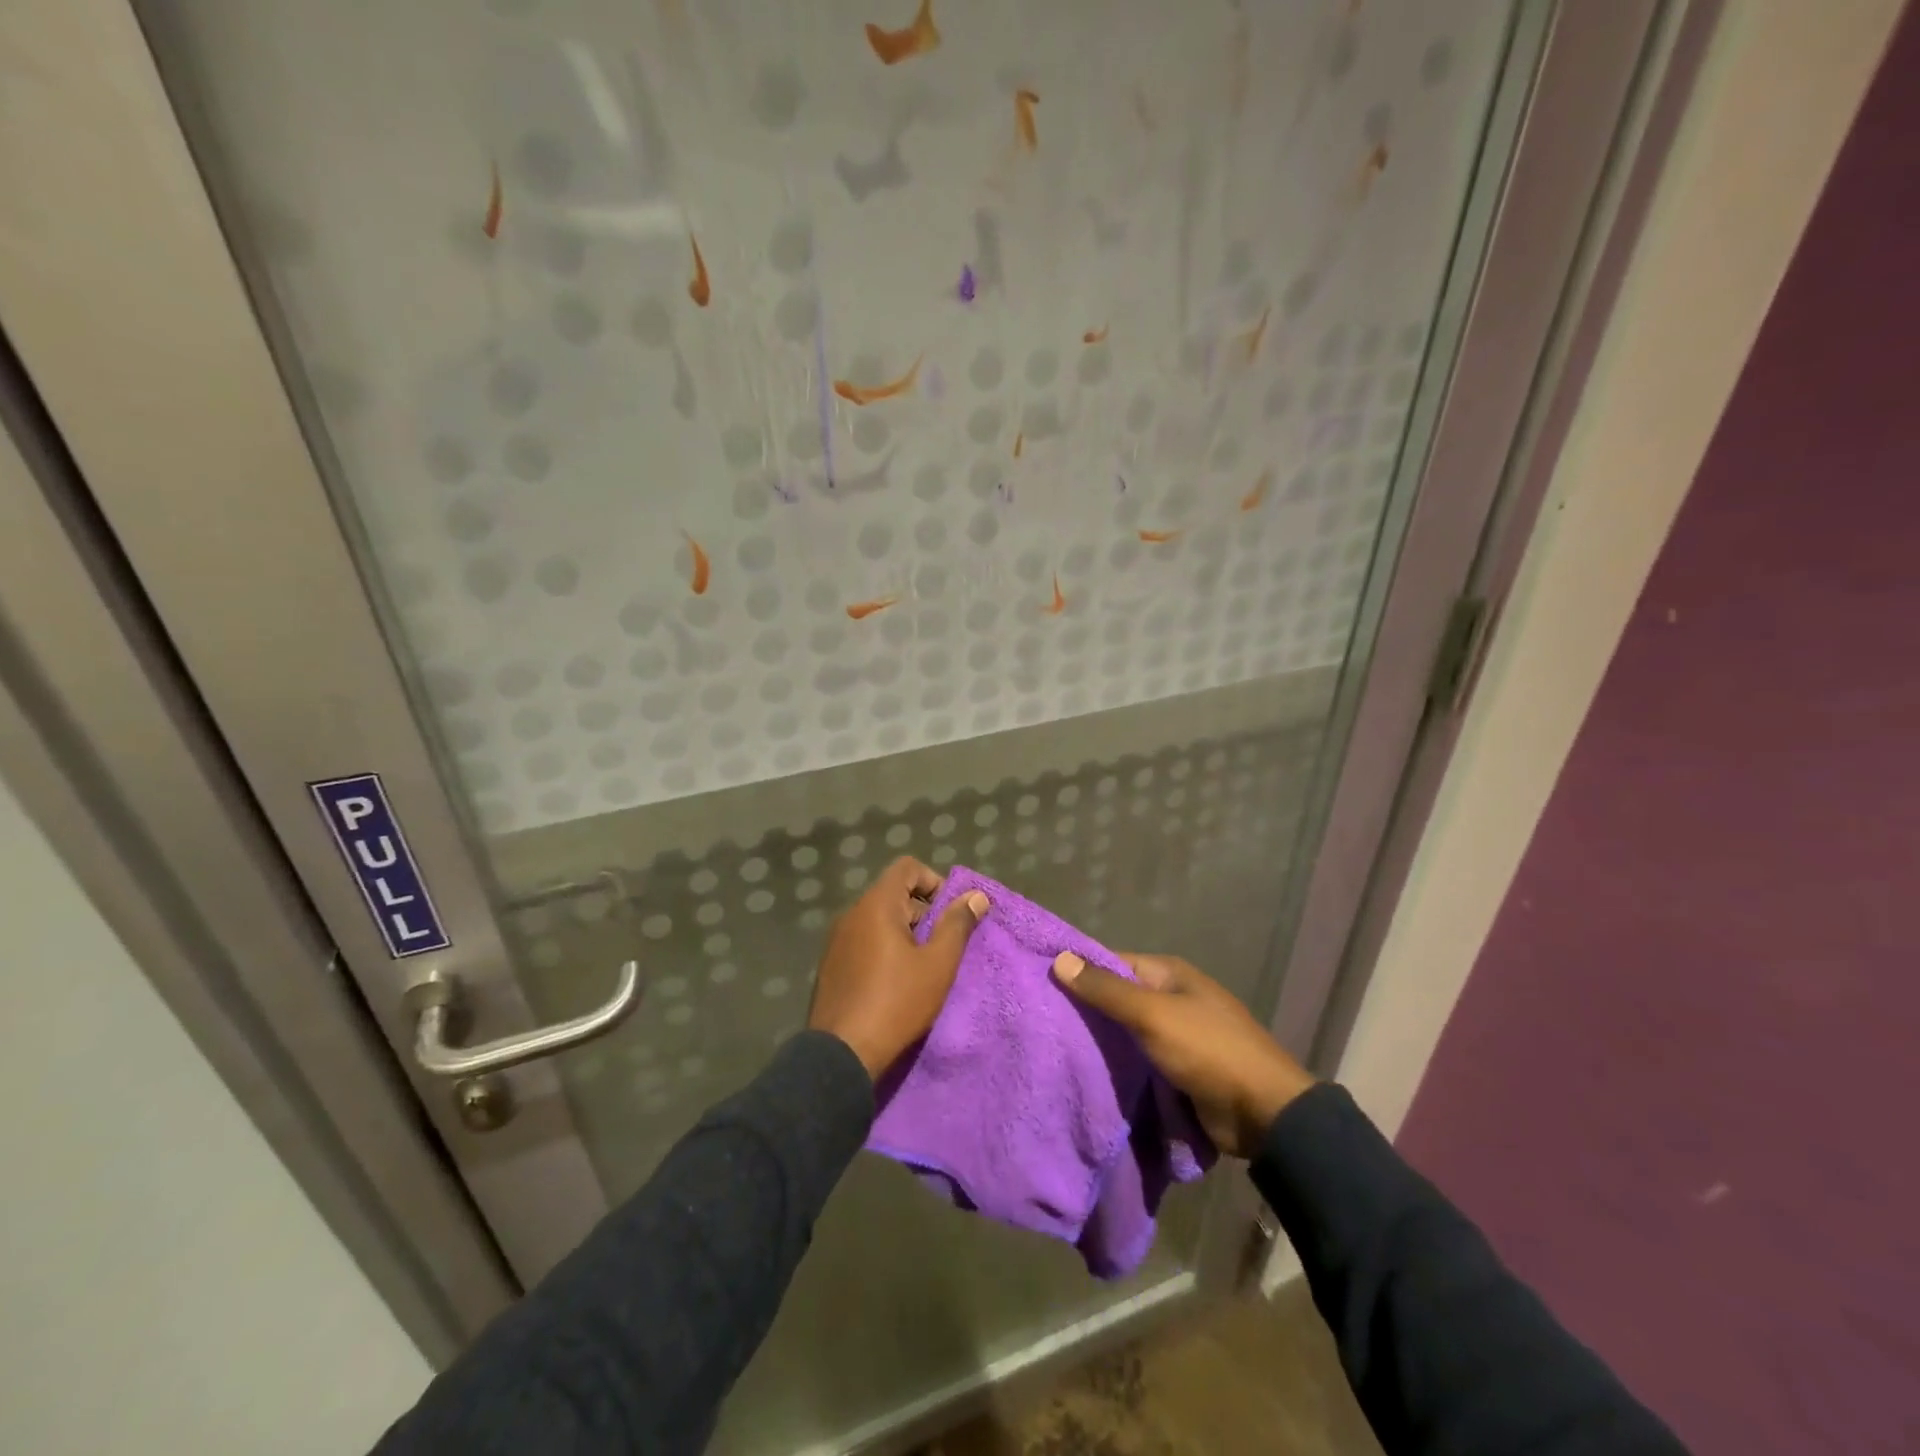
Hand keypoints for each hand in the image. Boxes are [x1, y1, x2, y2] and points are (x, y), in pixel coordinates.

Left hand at [808, 858, 989, 1080]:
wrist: (842, 1054)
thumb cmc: (896, 1002)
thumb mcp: (938, 964)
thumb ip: (958, 925)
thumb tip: (976, 896)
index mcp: (876, 905)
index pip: (907, 867)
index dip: (935, 882)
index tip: (951, 914)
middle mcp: (852, 914)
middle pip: (893, 893)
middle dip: (923, 912)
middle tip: (942, 947)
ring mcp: (836, 940)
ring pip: (878, 920)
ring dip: (904, 934)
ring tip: (922, 968)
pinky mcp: (830, 966)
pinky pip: (863, 942)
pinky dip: (884, 950)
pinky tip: (895, 983)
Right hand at [1052, 951, 1314, 1158]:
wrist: (1264, 1114)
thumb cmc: (1208, 1050)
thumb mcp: (1153, 1014)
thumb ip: (1106, 990)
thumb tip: (1059, 958)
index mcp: (1169, 974)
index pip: (1112, 962)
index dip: (1080, 971)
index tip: (1043, 983)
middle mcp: (1172, 998)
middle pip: (1119, 998)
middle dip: (1087, 1010)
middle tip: (1042, 1021)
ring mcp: (1178, 1035)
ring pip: (1127, 1033)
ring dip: (1102, 1042)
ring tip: (1054, 1048)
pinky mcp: (1179, 1070)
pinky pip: (1140, 1061)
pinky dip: (1119, 1066)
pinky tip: (1087, 1074)